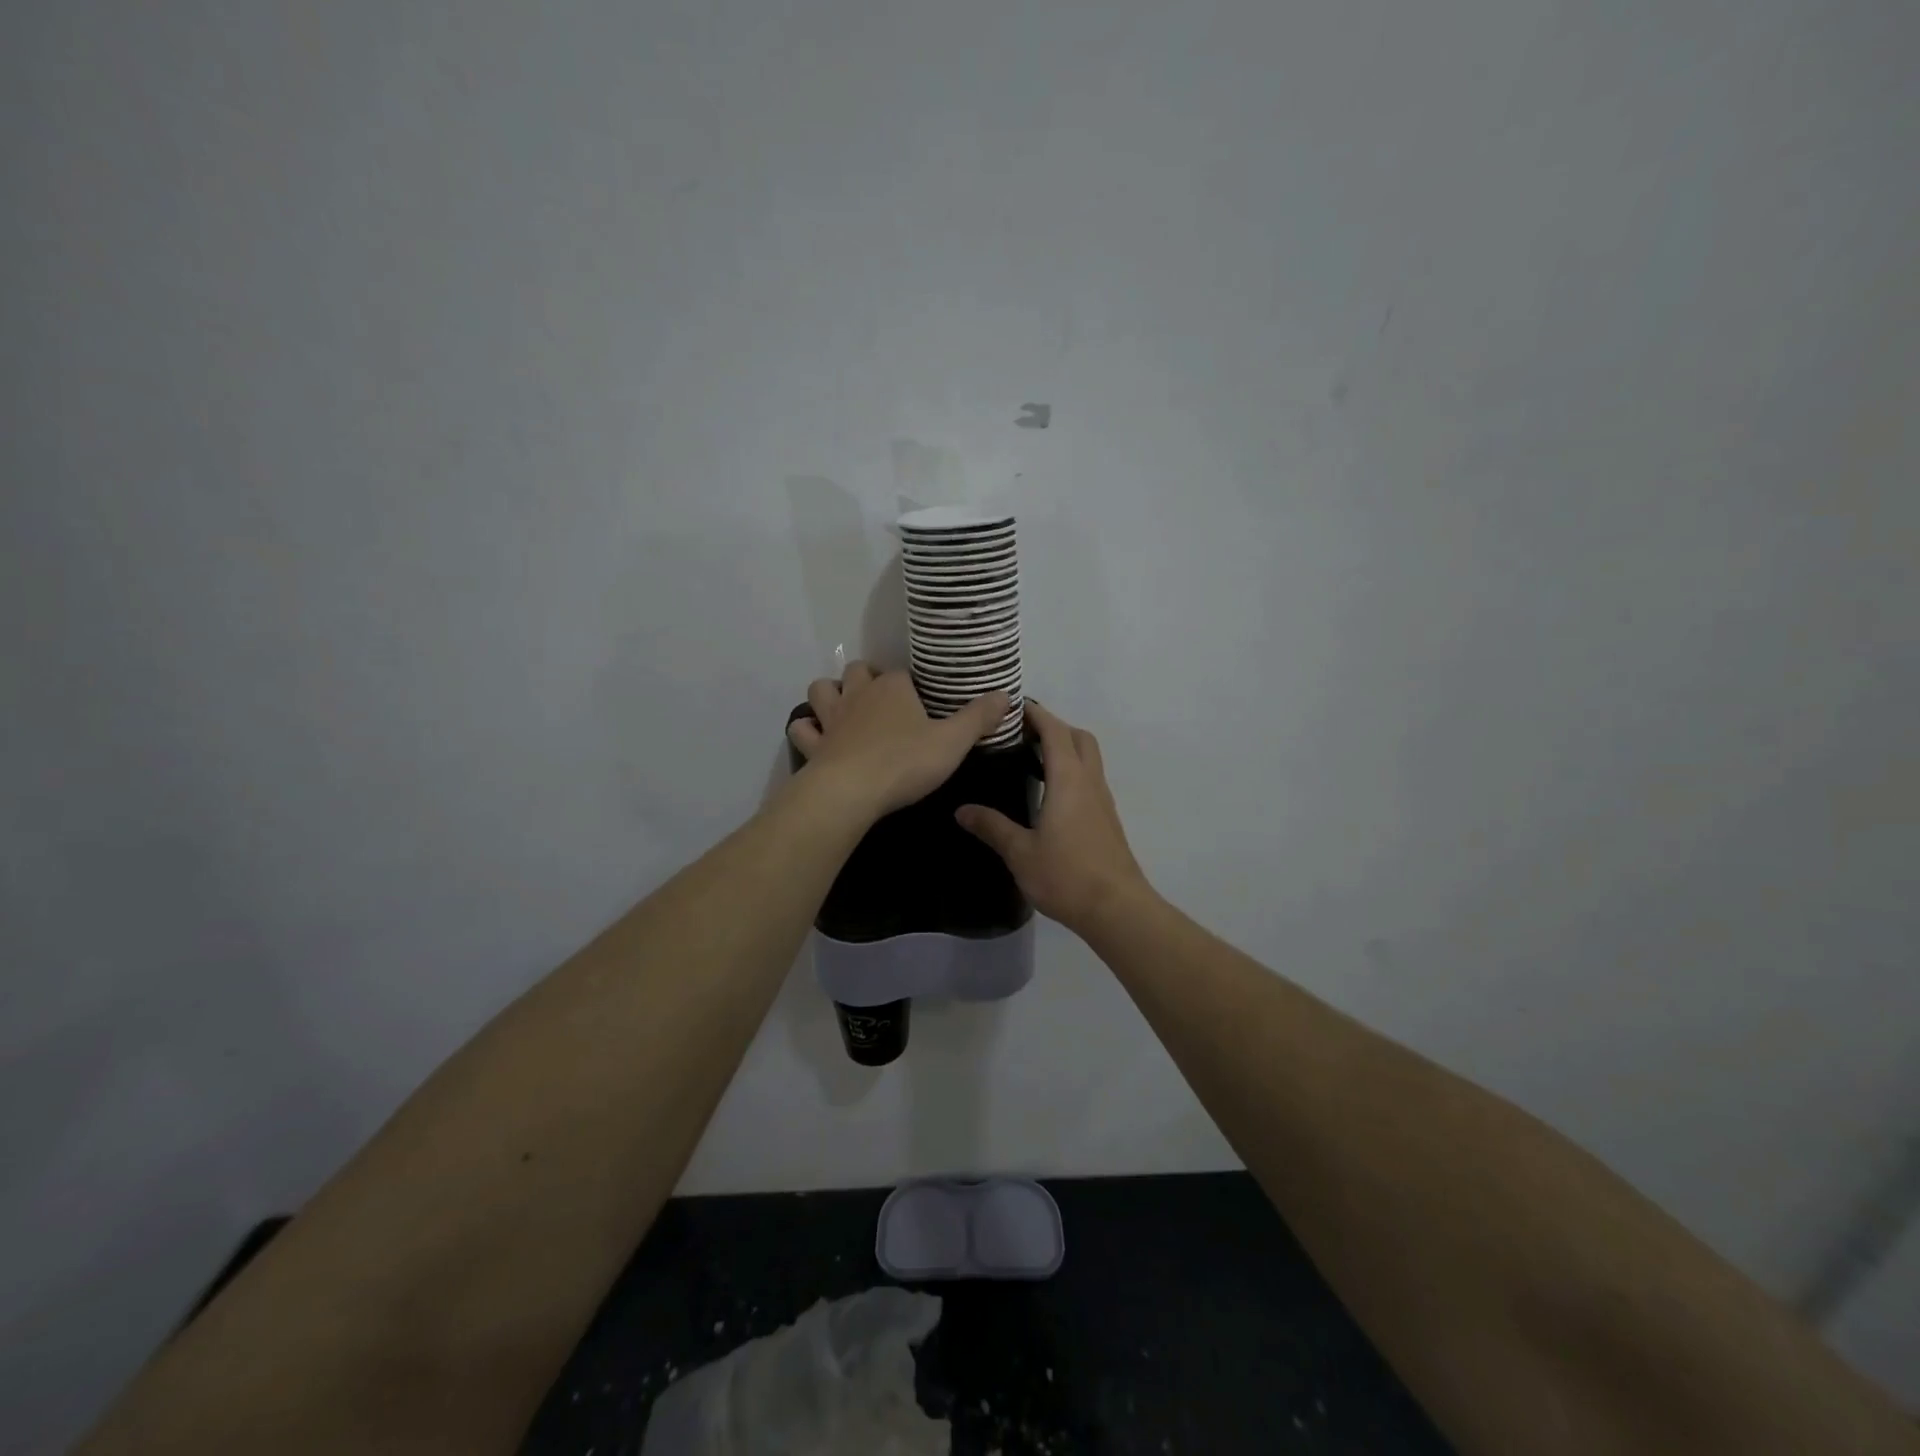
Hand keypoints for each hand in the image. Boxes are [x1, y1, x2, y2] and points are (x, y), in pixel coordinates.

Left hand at [787, 663, 1010, 823]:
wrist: (851, 792)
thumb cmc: (906, 762)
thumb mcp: (954, 742)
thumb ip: (979, 718)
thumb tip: (1007, 694)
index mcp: (893, 687)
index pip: (903, 673)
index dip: (913, 684)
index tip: (924, 700)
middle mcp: (859, 694)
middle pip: (858, 671)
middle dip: (866, 678)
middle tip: (882, 698)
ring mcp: (832, 718)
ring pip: (822, 690)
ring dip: (830, 694)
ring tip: (844, 708)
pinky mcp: (814, 745)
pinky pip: (803, 729)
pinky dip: (808, 729)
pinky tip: (818, 737)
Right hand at [955, 701, 1151, 934]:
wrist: (1117, 908)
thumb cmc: (1067, 875)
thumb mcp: (1020, 853)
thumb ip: (992, 827)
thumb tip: (961, 810)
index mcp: (1069, 780)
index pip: (1054, 731)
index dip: (1036, 713)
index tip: (1013, 706)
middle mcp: (1090, 782)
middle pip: (1078, 737)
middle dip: (1053, 726)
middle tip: (1022, 734)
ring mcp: (1103, 800)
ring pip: (1089, 758)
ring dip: (1066, 748)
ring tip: (1032, 759)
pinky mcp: (1107, 819)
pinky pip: (1090, 779)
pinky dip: (1072, 771)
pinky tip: (1051, 794)